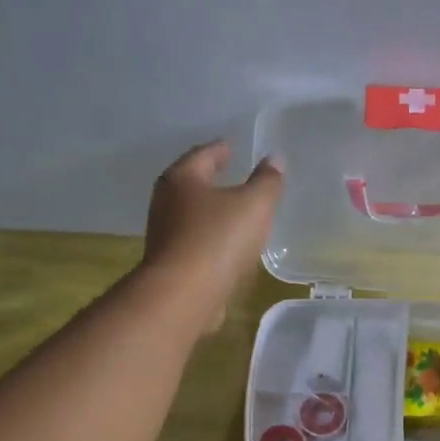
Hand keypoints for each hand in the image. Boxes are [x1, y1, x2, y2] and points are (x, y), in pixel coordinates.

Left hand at [141, 140, 284, 334]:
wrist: (184, 294)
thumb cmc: (218, 239)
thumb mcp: (254, 205)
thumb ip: (267, 181)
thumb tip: (275, 159)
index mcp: (182, 179)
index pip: (203, 154)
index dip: (221, 149)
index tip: (233, 146)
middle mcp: (166, 202)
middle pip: (191, 183)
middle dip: (211, 179)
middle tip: (233, 174)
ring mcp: (165, 235)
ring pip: (192, 214)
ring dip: (211, 211)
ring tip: (234, 212)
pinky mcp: (171, 264)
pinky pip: (195, 242)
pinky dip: (210, 238)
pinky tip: (226, 246)